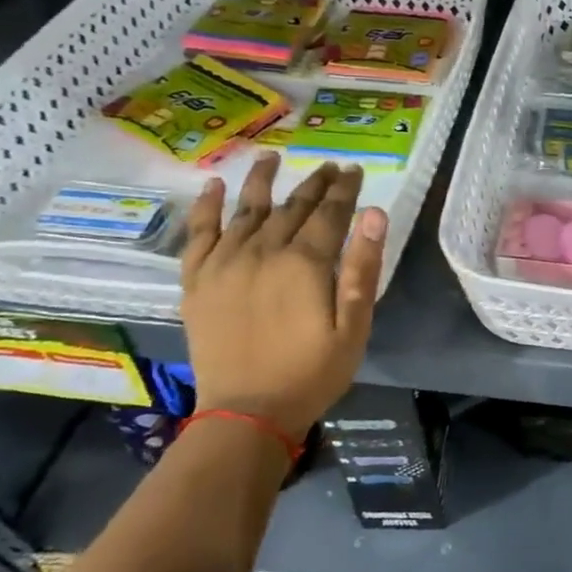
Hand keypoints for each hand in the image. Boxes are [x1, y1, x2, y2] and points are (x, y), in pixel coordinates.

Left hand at [180, 154, 386, 438]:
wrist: (246, 415)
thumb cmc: (312, 373)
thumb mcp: (354, 326)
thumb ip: (362, 267)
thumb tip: (374, 213)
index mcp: (304, 263)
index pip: (329, 213)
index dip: (344, 190)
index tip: (354, 170)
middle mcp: (262, 252)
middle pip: (291, 207)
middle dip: (314, 184)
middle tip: (329, 166)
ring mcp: (225, 265)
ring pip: (246, 210)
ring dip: (261, 180)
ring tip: (271, 157)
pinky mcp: (198, 282)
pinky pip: (199, 234)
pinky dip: (206, 208)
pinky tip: (213, 187)